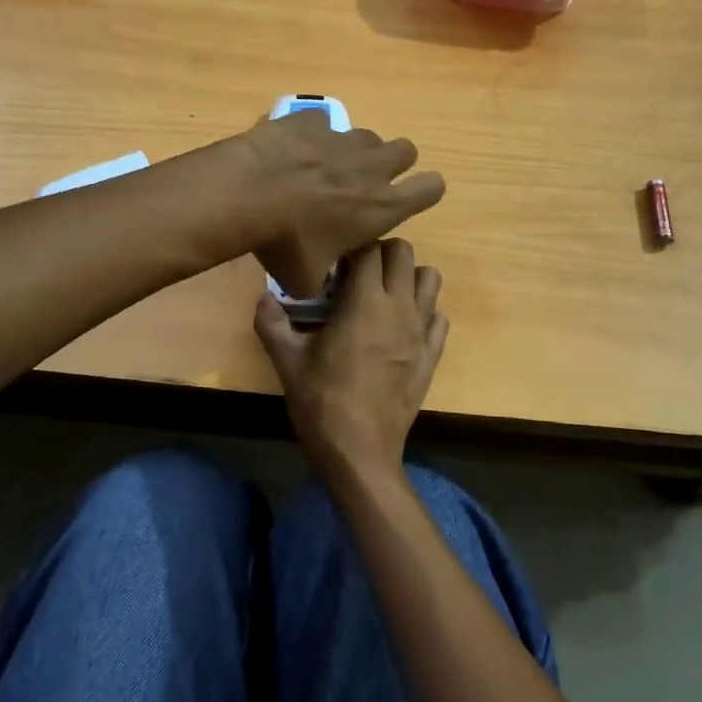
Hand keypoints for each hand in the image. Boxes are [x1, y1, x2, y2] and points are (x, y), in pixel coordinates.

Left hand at [242, 111, 444, 298]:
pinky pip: (322, 124)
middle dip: (393, 164)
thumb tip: (314, 280)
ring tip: (325, 169)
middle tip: (366, 182)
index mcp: (382, 206)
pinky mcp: (309, 120)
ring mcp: (341, 138)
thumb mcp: (304, 279)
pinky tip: (292, 153)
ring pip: (366, 136)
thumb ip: (320, 279)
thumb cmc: (284, 243)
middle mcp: (372, 166)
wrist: (246, 193)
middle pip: (406, 150)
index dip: (425, 191)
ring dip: (354, 151)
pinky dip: (312, 137)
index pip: (432, 188)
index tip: (408, 199)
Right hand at [255, 239, 448, 482]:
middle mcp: (400, 308)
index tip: (334, 266)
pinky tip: (400, 328)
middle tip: (356, 276)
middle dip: (380, 254)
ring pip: (430, 279)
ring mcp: (421, 332)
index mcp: (365, 303)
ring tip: (382, 296)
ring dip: (407, 278)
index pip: (369, 250)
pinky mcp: (432, 356)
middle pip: (403, 253)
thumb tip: (262, 298)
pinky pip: (439, 317)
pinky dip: (423, 312)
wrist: (359, 451)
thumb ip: (271, 322)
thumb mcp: (286, 361)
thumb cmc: (321, 402)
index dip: (350, 250)